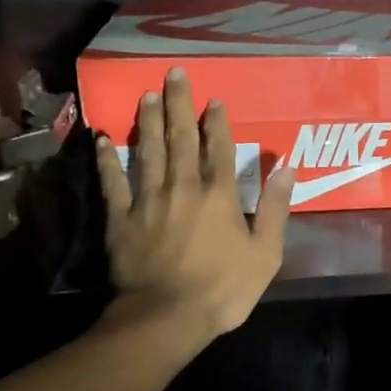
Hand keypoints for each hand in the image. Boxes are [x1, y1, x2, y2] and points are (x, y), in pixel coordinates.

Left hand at [95, 68, 294, 340]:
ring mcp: (148, 201)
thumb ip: (275, 208)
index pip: (219, 149)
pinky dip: (108, 161)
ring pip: (148, 152)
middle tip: (172, 74)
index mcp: (219, 195)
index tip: (213, 99)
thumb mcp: (265, 254)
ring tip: (145, 95)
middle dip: (178, 105)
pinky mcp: (121, 219)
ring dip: (148, 122)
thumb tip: (287, 168)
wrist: (166, 317)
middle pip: (180, 139)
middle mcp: (183, 187)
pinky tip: (103, 140)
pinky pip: (113, 183)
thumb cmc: (223, 289)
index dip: (217, 122)